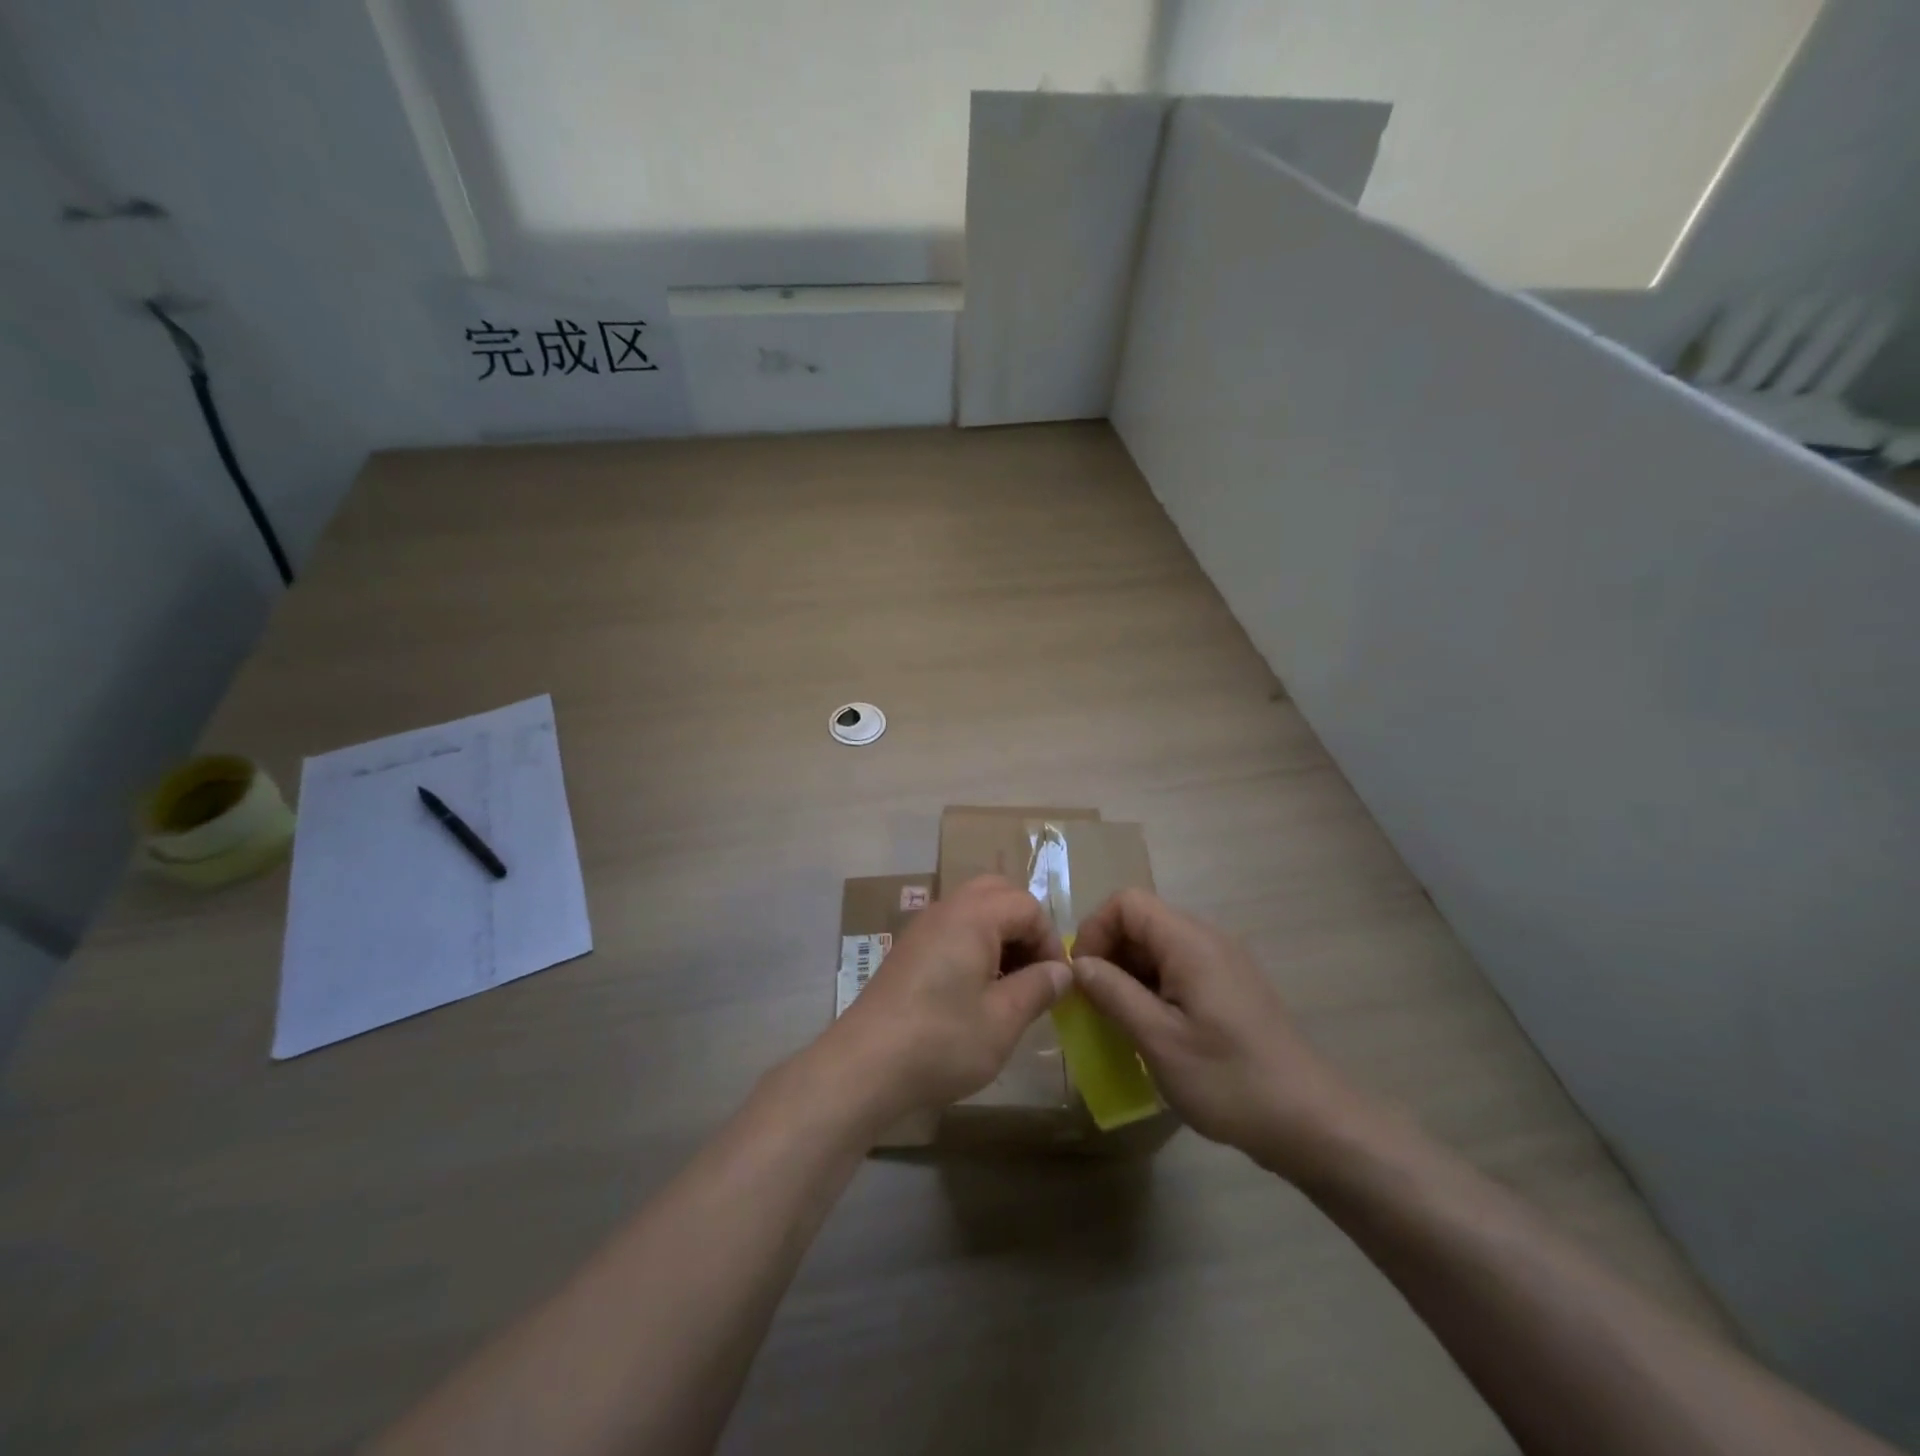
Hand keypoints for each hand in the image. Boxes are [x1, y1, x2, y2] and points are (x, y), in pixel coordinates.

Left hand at [826, 875, 1070, 1125]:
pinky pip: (952, 928)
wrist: (864, 1065)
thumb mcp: (1003, 1019)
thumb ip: (1038, 987)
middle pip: (998, 893)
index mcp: (974, 916)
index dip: (1050, 940)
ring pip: (973, 909)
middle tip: (1034, 971)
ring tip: (1009, 984)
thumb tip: (1062, 971)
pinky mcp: (908, 950)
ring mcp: (922, 928)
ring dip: (999, 935)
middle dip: (1024, 926)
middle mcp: (946, 909)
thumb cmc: (942, 1040)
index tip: (1055, 983)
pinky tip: (975, 990)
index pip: (1027, 906)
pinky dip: (974, 944)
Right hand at [1070, 889, 1375, 1179]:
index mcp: (1190, 942)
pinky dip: (1153, 986)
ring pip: (1158, 946)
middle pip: (1142, 921)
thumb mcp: (1159, 1040)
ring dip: (1129, 973)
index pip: (1127, 902)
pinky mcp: (1231, 986)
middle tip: (1095, 1003)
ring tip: (1119, 1019)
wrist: (1310, 1122)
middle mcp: (1208, 939)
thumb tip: (1078, 965)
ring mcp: (1223, 962)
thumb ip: (1114, 994)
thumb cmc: (1229, 1080)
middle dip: (1109, 953)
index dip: (1095, 929)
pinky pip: (1179, 968)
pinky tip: (1152, 1029)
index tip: (1082, 976)